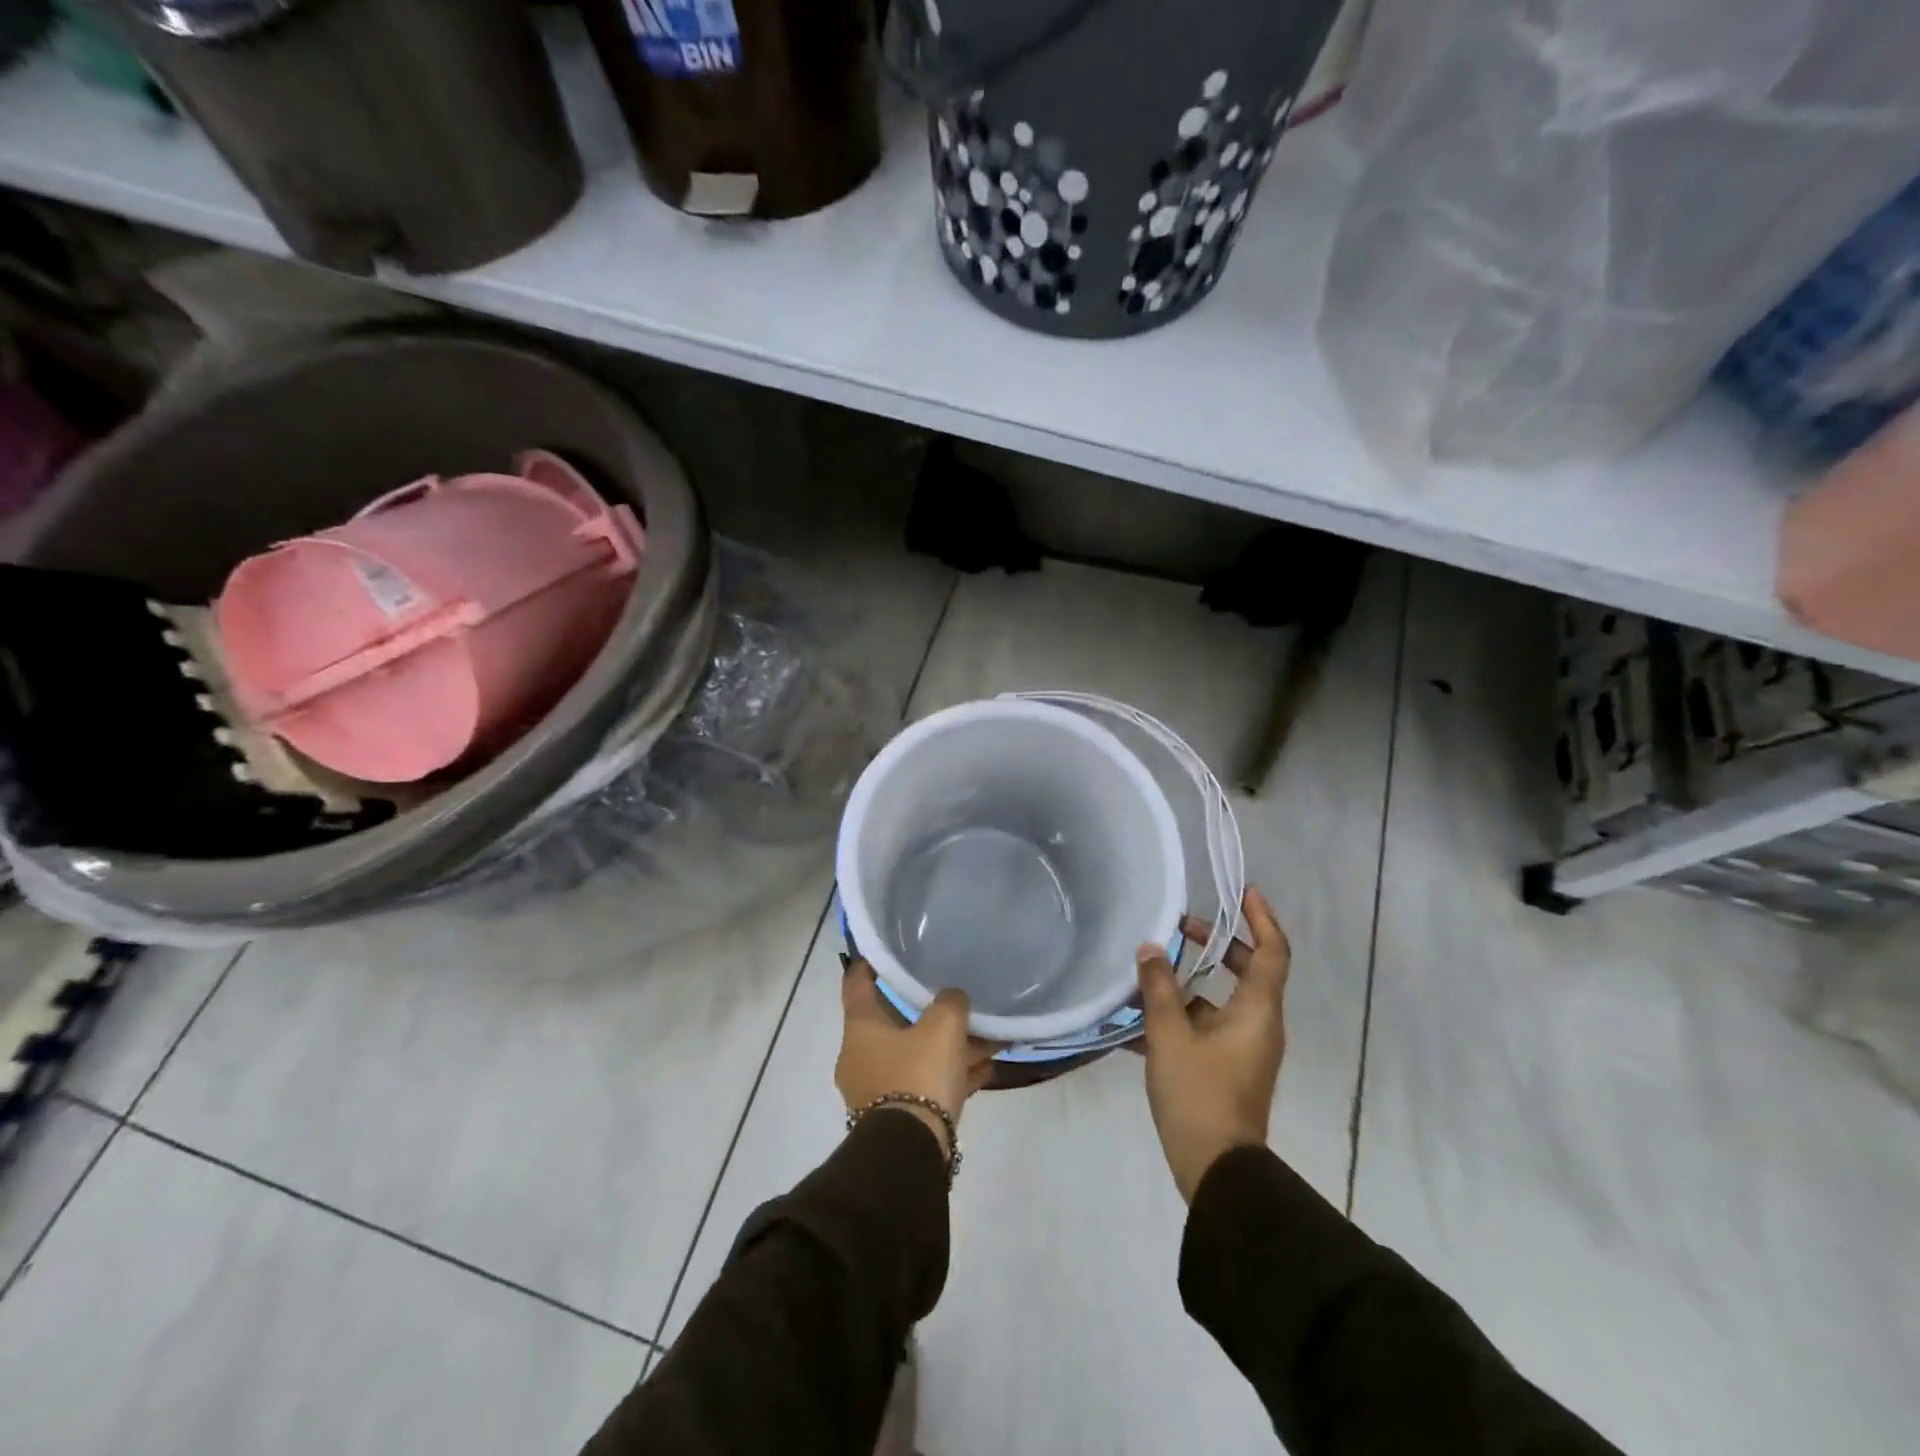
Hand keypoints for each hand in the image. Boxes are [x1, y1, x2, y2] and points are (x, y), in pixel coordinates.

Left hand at [837, 961, 999, 1159]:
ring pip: (917, 1054)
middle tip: (954, 994)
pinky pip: (927, 1083)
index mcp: (861, 1027)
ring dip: (949, 1045)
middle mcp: (862, 1055)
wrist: (909, 1153)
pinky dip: (952, 1073)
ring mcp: (878, 1088)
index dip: (871, 962)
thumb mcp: (942, 1027)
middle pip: (896, 1021)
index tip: (887, 949)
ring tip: (987, 1034)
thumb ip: (950, 1002)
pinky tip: (985, 1067)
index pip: (857, 982)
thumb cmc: (918, 1075)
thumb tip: (953, 999)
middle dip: (928, 1010)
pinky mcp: (899, 1116)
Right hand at [1136, 887, 1290, 1203]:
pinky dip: (1184, 1012)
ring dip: (1192, 980)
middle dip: (1217, 944)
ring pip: (1223, 998)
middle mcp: (1259, 1024)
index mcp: (1257, 1011)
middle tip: (1181, 928)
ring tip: (1151, 969)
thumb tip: (1151, 948)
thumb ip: (1158, 987)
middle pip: (1248, 970)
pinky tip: (1142, 1015)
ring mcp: (1245, 1048)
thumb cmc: (1199, 1095)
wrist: (1217, 1169)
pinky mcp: (1229, 1067)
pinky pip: (1209, 1025)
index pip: (1272, 951)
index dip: (1261, 917)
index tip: (1243, 891)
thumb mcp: (1169, 1036)